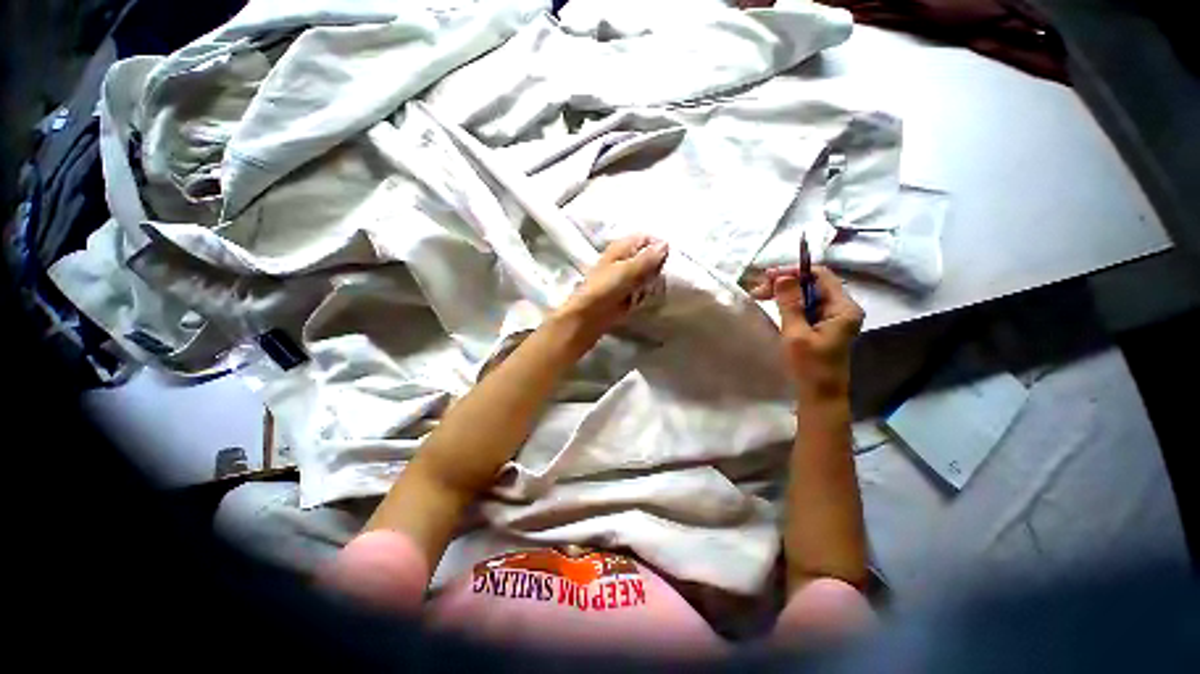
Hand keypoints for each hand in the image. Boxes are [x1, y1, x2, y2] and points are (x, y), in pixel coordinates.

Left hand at [556, 235, 668, 337]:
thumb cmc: (605, 289)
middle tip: (665, 275)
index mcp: (620, 248)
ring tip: (657, 287)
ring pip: (646, 273)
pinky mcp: (625, 294)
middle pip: (647, 256)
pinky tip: (650, 297)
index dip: (657, 245)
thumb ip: (647, 258)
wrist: (589, 316)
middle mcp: (622, 259)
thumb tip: (666, 244)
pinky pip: (642, 289)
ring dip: (653, 280)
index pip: (645, 238)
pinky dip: (647, 292)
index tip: (670, 258)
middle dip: (658, 264)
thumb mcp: (628, 271)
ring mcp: (623, 278)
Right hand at [751, 265, 863, 400]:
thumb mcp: (796, 334)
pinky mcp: (823, 326)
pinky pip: (806, 307)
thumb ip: (790, 303)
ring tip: (760, 295)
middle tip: (758, 288)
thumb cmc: (810, 367)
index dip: (795, 272)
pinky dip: (788, 304)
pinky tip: (773, 305)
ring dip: (784, 293)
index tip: (768, 276)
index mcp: (844, 308)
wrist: (820, 395)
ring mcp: (833, 318)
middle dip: (786, 283)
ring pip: (807, 295)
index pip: (821, 276)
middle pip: (813, 284)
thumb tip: (782, 277)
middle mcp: (842, 308)